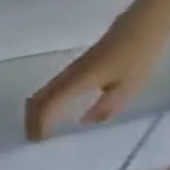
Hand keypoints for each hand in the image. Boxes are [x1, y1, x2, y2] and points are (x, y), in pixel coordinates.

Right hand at [24, 18, 169, 140]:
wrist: (138, 29)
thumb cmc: (137, 56)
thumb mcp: (129, 85)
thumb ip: (107, 105)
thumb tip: (88, 122)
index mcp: (76, 82)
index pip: (47, 105)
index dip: (39, 123)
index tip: (37, 141)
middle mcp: (65, 78)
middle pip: (36, 100)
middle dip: (31, 119)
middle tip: (33, 138)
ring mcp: (68, 73)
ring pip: (40, 95)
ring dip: (36, 112)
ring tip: (40, 129)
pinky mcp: (73, 71)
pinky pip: (49, 90)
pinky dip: (45, 105)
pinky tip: (54, 112)